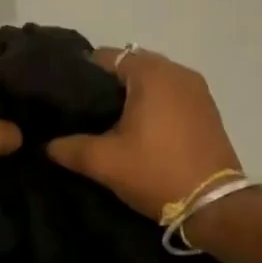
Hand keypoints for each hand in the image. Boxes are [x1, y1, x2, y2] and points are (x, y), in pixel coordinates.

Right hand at [46, 48, 241, 220]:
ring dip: (131, 97)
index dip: (81, 75)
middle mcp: (177, 71)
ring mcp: (197, 90)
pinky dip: (153, 106)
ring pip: (152, 82)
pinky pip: (170, 96)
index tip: (65, 99)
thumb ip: (69, 148)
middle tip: (84, 114)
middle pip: (130, 67)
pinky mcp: (207, 109)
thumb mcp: (105, 162)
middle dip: (107, 86)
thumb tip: (46, 144)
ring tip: (109, 124)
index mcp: (152, 73)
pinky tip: (139, 131)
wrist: (215, 205)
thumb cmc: (157, 172)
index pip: (105, 57)